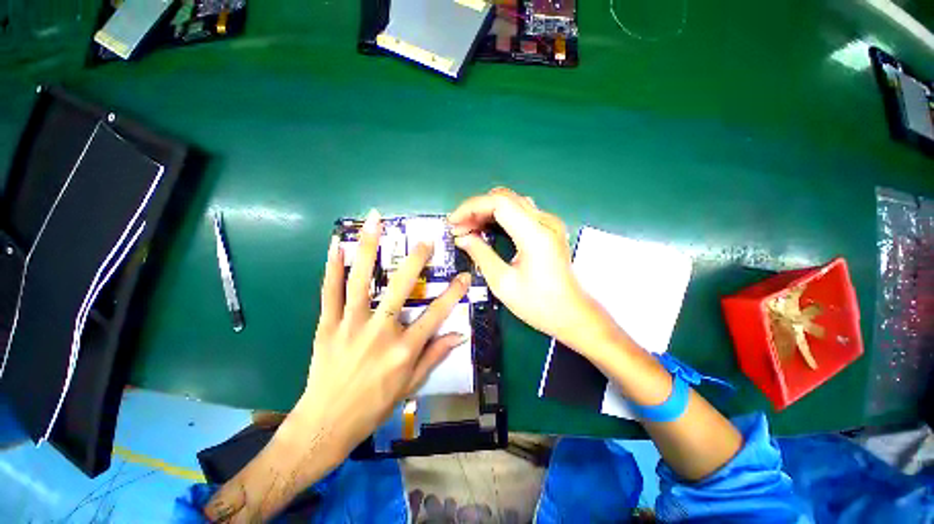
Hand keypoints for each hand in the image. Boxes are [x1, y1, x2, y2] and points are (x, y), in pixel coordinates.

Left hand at [204, 210, 471, 522]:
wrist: (326, 424)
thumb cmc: (374, 406)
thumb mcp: (411, 385)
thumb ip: (435, 356)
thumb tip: (460, 335)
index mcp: (403, 349)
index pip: (436, 315)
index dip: (453, 294)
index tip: (465, 276)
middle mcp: (380, 332)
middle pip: (401, 289)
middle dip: (415, 262)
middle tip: (425, 242)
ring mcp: (350, 326)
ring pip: (361, 281)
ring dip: (369, 248)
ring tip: (375, 221)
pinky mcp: (327, 326)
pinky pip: (329, 292)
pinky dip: (333, 267)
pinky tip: (337, 245)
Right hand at [448, 188, 611, 348]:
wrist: (571, 314)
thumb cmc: (538, 304)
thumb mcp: (503, 283)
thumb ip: (480, 254)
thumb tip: (462, 237)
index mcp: (535, 235)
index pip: (499, 202)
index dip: (471, 207)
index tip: (453, 221)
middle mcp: (545, 222)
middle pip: (505, 198)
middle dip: (477, 209)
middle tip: (459, 228)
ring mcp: (550, 223)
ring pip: (512, 202)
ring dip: (487, 211)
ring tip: (469, 228)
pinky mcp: (549, 229)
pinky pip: (519, 212)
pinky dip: (499, 216)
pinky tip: (487, 228)